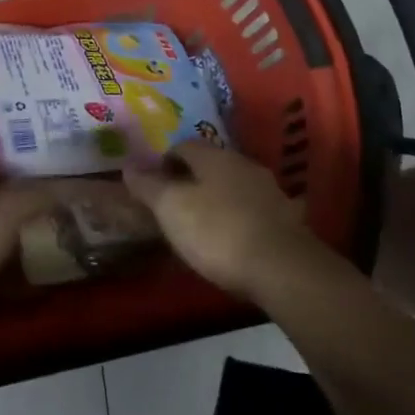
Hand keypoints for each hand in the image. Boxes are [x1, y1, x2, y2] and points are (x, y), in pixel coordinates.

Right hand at [122, 142, 318, 301]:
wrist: (282, 268)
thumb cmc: (217, 231)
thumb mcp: (171, 209)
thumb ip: (149, 186)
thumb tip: (128, 166)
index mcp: (214, 156)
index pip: (183, 146)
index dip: (164, 163)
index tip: (153, 186)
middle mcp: (243, 163)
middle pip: (210, 165)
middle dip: (192, 180)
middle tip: (175, 205)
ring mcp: (269, 190)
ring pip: (234, 186)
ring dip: (218, 198)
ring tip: (203, 225)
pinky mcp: (287, 218)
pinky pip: (254, 210)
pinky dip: (240, 218)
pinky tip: (234, 240)